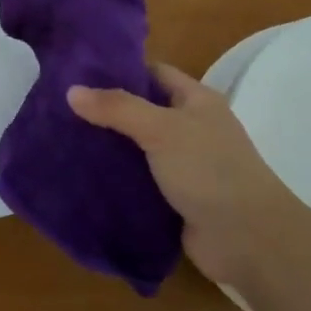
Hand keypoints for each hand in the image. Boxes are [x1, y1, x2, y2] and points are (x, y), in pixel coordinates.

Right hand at [68, 64, 296, 292]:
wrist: (248, 240)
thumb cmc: (209, 170)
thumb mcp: (161, 129)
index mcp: (197, 101)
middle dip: (107, 112)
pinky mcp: (176, 199)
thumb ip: (117, 108)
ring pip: (138, 149)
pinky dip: (117, 181)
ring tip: (63, 142)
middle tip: (61, 111)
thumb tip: (71, 91)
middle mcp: (192, 129)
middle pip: (142, 112)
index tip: (78, 74)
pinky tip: (84, 179)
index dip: (119, 70)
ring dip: (109, 149)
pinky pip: (140, 182)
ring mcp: (185, 166)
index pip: (154, 73)